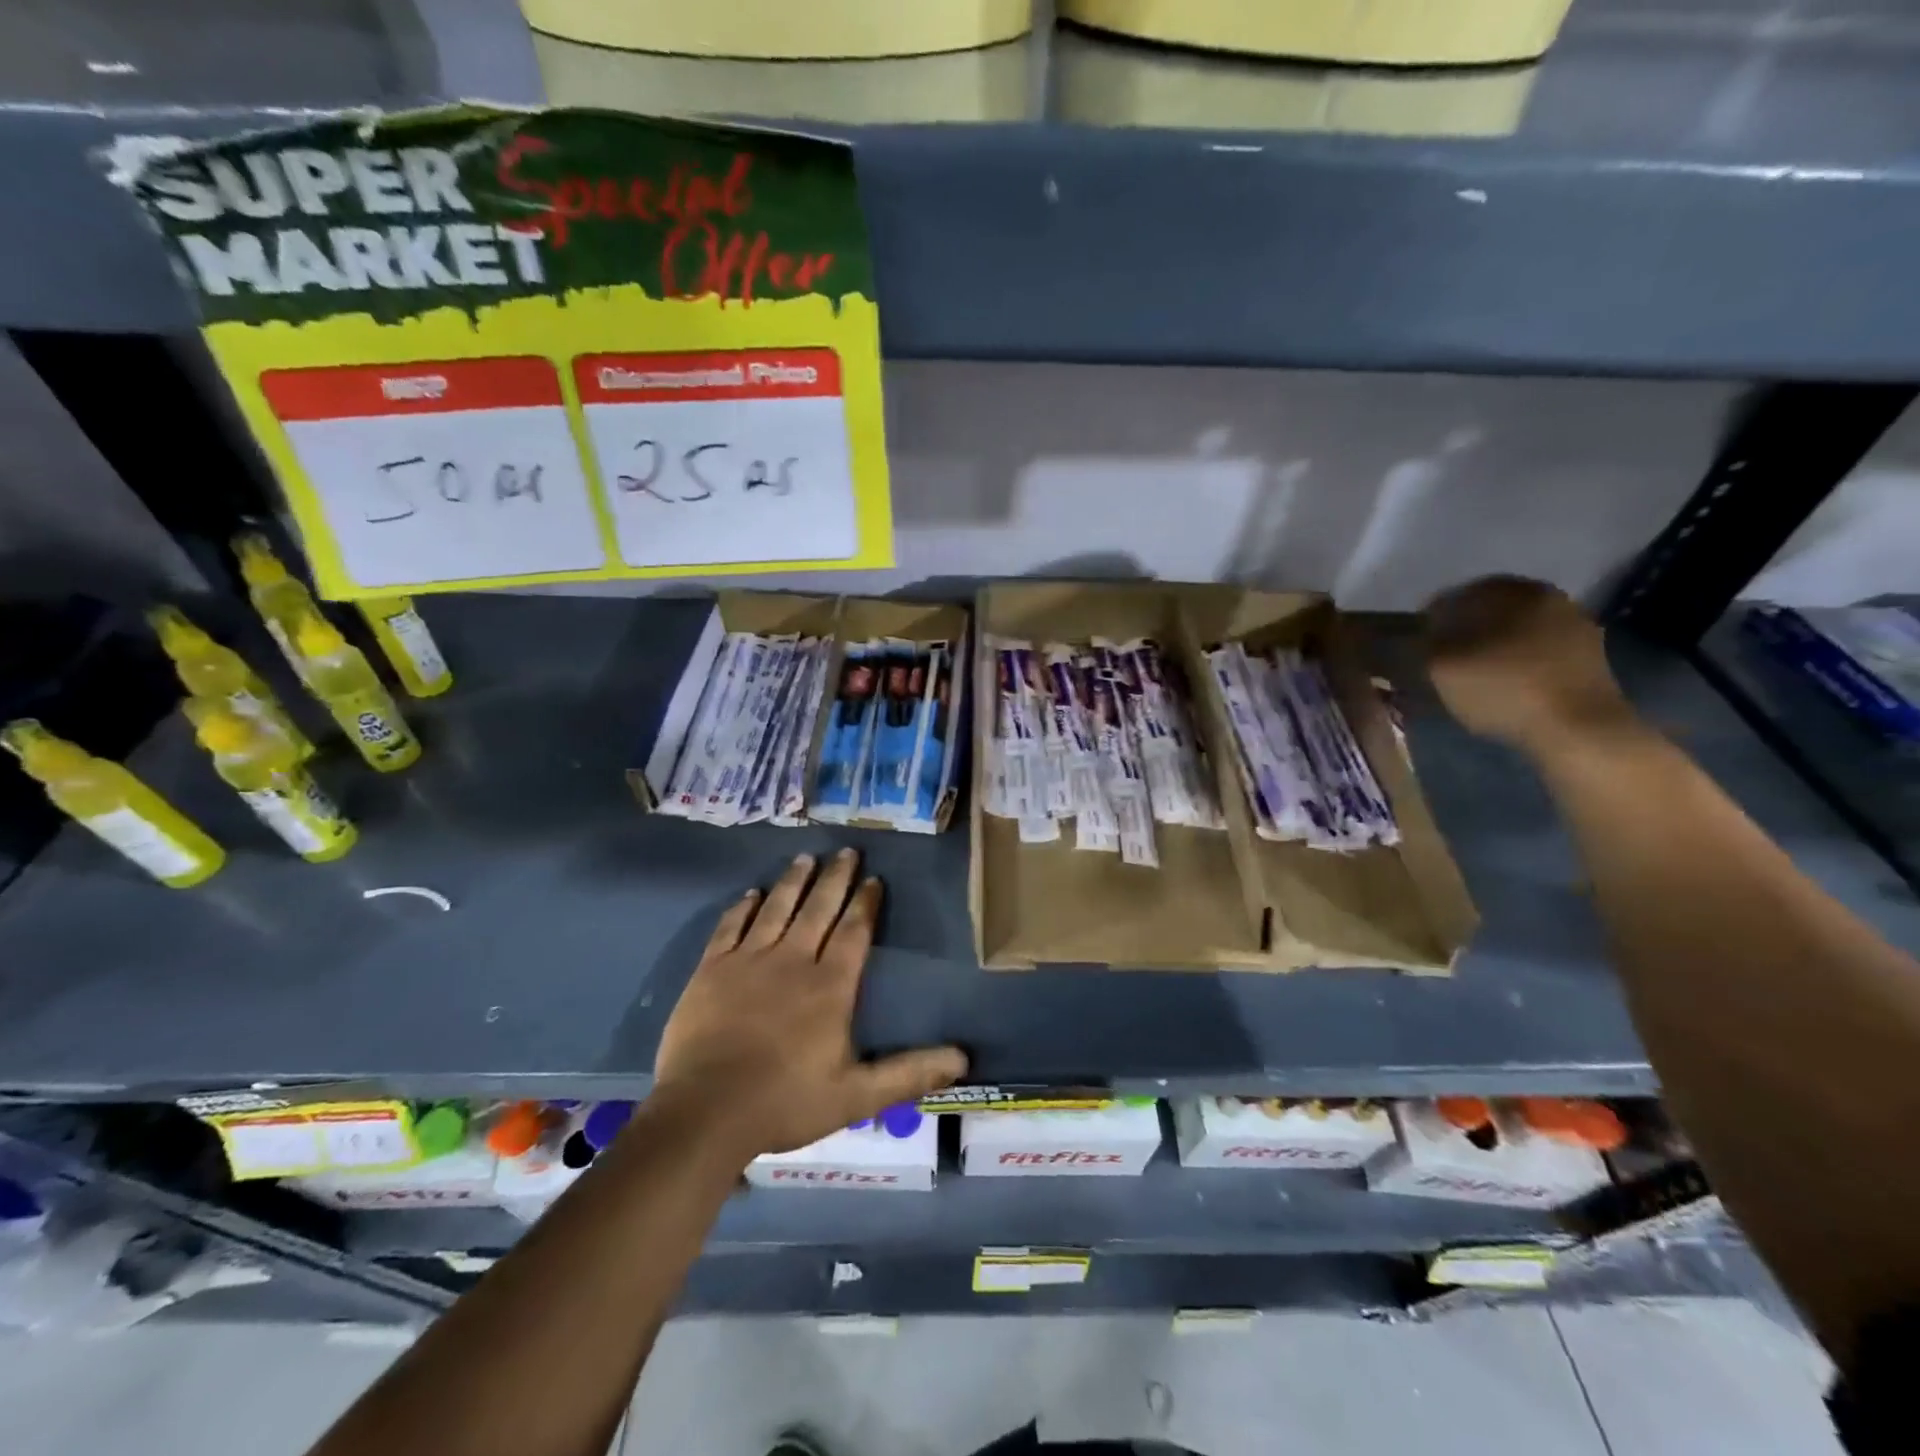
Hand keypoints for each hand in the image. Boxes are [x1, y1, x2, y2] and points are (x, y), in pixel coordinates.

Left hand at [653, 850, 967, 1158]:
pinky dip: (742, 907)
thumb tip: (963, 1058)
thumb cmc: (786, 1101)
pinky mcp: (711, 969)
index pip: (854, 932)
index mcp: (830, 986)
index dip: (865, 903)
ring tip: (806, 857)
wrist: (706, 1111)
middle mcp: (792, 960)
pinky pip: (730, 926)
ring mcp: (748, 961)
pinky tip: (751, 893)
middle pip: (818, 908)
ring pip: (777, 908)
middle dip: (836, 877)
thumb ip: (909, 1073)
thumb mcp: (858, 1096)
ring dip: (793, 881)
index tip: (874, 878)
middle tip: (847, 850)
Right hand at [1425, 576, 1636, 754]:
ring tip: (1471, 672)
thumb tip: (1424, 635)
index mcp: (1515, 591)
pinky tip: (1503, 683)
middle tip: (1442, 654)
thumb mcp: (1442, 666)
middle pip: (1493, 609)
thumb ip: (1426, 643)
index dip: (1433, 615)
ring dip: (1493, 645)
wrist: (1578, 730)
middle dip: (1465, 628)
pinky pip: (1539, 651)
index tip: (1418, 639)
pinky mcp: (1590, 658)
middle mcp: (1550, 598)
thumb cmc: (1504, 688)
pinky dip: (1517, 662)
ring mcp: (1577, 627)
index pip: (1461, 594)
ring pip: (1517, 630)